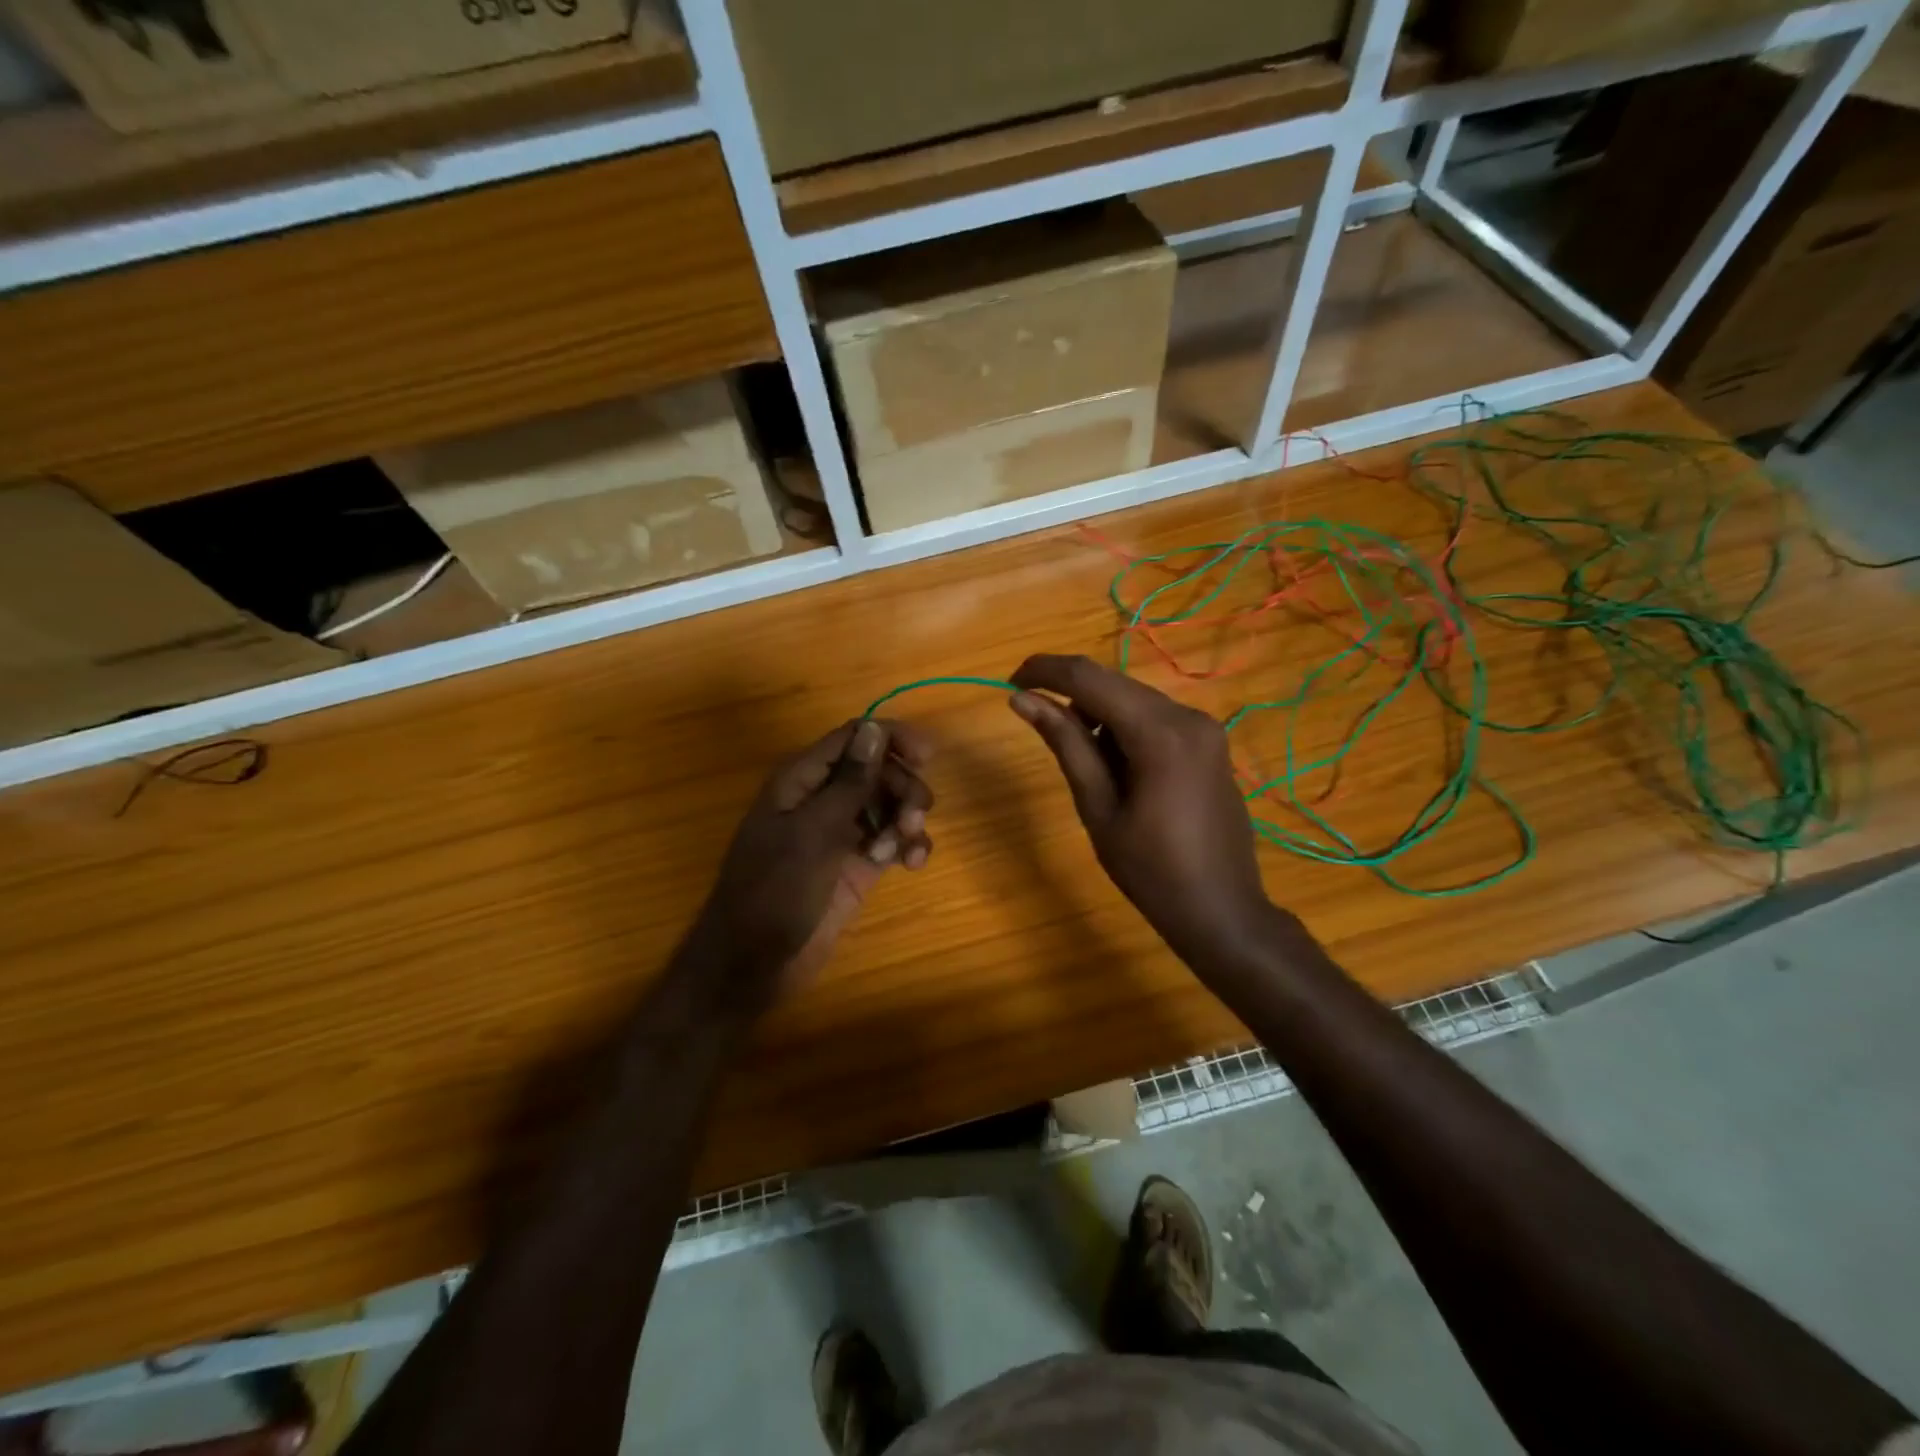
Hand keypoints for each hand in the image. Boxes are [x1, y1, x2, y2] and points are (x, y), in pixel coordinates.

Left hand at [680, 718, 933, 1021]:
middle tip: (914, 818)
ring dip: (907, 819)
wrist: (754, 963)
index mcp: (802, 779)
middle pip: (877, 770)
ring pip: (889, 805)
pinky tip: (911, 865)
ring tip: (905, 849)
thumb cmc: (774, 890)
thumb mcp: (814, 832)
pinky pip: (890, 840)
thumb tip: (873, 728)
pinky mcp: (856, 864)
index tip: (926, 755)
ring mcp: (840, 833)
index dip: (891, 738)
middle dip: (903, 787)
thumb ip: (849, 781)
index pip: (853, 738)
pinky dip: (905, 846)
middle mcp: (822, 798)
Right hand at [1008, 654, 1280, 974]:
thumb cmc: (1151, 871)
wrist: (1222, 911)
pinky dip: (1124, 728)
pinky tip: (1117, 769)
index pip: (1090, 678)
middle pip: (1114, 684)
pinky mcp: (1209, 742)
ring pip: (1133, 699)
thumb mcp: (1098, 808)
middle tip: (1035, 721)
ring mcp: (1205, 728)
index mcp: (1160, 734)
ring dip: (1098, 714)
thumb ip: (1065, 744)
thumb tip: (1023, 700)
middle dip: (1070, 695)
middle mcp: (1188, 716)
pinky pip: (1155, 718)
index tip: (1010, 682)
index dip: (1045, 671)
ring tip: (1087, 767)